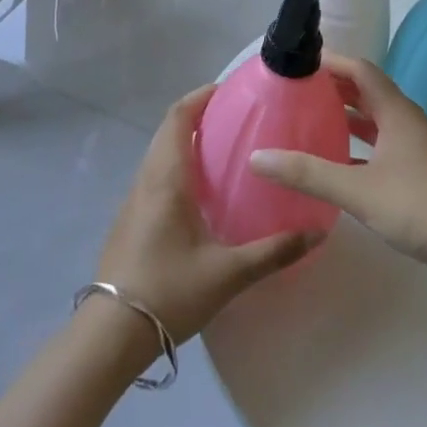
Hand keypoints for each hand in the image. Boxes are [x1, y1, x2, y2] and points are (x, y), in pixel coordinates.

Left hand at [94, 85, 322, 343]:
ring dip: (187, 141)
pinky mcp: (130, 221)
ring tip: (225, 150)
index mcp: (167, 179)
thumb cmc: (168, 292)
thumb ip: (273, 251)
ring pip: (160, 154)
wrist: (109, 336)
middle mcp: (147, 180)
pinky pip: (155, 176)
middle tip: (237, 118)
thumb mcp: (228, 274)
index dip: (201, 97)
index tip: (230, 91)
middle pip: (168, 131)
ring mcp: (134, 201)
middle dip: (199, 115)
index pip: (178, 118)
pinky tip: (202, 193)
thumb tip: (317, 232)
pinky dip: (178, 166)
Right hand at [249, 53, 426, 284]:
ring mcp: (414, 148)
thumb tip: (257, 157)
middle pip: (367, 92)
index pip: (361, 70)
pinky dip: (357, 148)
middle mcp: (406, 122)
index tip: (298, 63)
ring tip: (309, 121)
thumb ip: (307, 173)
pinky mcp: (417, 173)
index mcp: (396, 112)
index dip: (331, 62)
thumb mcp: (357, 189)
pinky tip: (334, 164)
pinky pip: (380, 148)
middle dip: (334, 88)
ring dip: (346, 117)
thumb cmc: (418, 206)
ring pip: (375, 121)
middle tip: (296, 92)